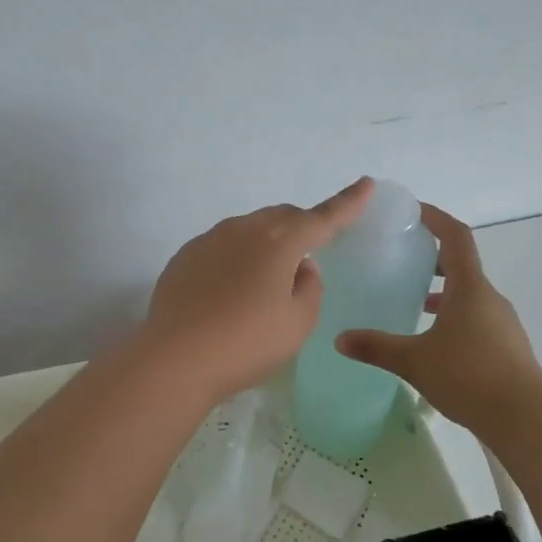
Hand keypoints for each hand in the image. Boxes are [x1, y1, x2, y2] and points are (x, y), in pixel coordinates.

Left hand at [140, 178, 374, 405]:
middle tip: (309, 252)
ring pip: (249, 229)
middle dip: (301, 227)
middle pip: (282, 218)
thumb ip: (309, 287)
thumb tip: (299, 267)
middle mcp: (243, 229)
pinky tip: (228, 291)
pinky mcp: (184, 257)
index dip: (348, 203)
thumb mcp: (298, 323)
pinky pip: (221, 247)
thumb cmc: (247, 343)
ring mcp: (209, 240)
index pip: (323, 217)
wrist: (175, 358)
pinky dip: (235, 259)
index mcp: (280, 241)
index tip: (366, 183)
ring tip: (264, 282)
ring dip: (265, 244)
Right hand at [336, 203, 541, 433]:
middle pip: (462, 264)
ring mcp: (501, 323)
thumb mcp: (414, 361)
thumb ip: (376, 347)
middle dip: (432, 258)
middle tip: (402, 259)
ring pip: (469, 294)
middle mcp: (488, 298)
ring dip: (443, 291)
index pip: (455, 237)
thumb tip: (339, 339)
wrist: (526, 418)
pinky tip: (433, 340)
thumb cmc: (469, 376)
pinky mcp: (506, 347)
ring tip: (412, 301)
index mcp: (469, 287)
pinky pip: (475, 318)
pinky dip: (453, 316)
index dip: (436, 218)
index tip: (413, 211)